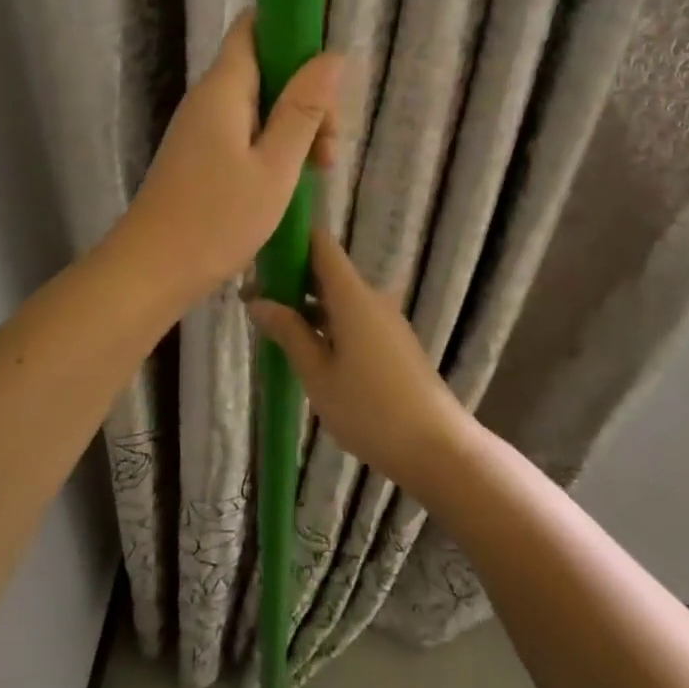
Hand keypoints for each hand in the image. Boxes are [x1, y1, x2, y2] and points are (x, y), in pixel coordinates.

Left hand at [111, 13, 341, 305]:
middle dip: (306, 95)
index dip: (292, 31)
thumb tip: (331, 55)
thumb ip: (303, 109)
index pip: (254, 26)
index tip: (327, 70)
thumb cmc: (216, 219)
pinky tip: (293, 180)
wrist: (151, 270)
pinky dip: (274, 146)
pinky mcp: (201, 155)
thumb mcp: (275, 166)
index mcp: (224, 88)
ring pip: (259, 105)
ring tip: (320, 169)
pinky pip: (245, 132)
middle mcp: (209, 99)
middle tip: (329, 144)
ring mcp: (202, 128)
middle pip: (265, 68)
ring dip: (295, 126)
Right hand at [247, 229, 473, 488]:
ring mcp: (384, 319)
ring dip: (305, 303)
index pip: (320, 243)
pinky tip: (304, 346)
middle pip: (326, 269)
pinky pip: (351, 316)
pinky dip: (324, 321)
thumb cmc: (370, 410)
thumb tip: (257, 301)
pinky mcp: (391, 341)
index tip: (257, 255)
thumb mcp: (318, 374)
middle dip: (289, 277)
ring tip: (269, 325)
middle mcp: (370, 297)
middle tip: (251, 298)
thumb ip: (289, 332)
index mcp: (352, 296)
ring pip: (337, 296)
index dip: (289, 240)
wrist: (436, 447)